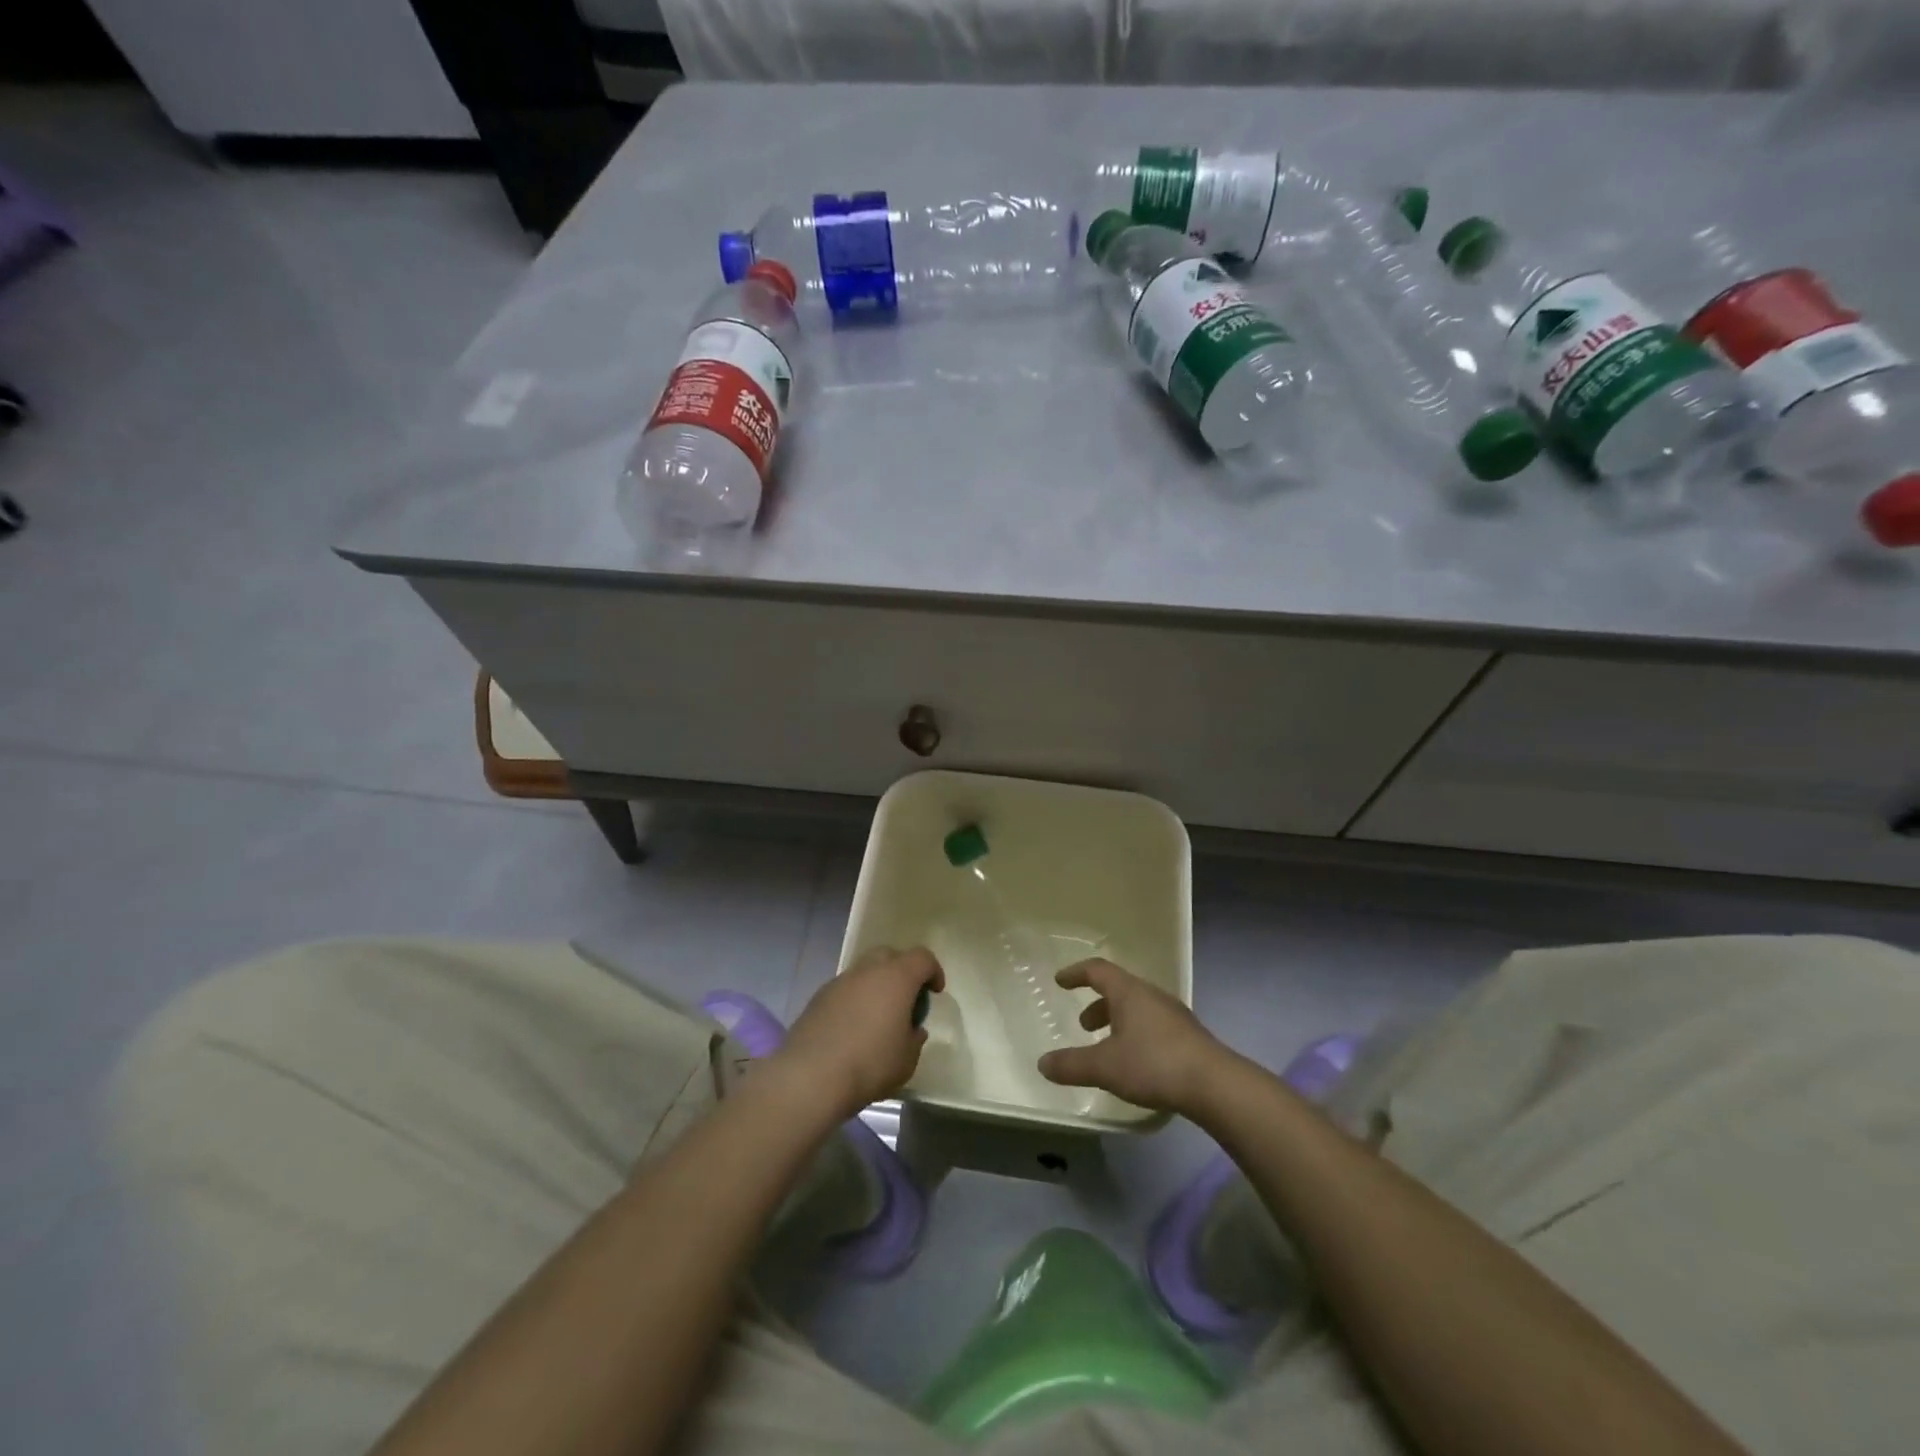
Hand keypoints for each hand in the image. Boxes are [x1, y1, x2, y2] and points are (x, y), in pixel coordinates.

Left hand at [775, 946, 944, 1118]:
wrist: (811, 1076)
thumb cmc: (870, 1064)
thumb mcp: (907, 1059)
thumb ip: (914, 1038)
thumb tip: (912, 1029)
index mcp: (896, 978)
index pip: (922, 957)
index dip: (933, 971)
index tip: (935, 992)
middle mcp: (868, 970)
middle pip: (890, 955)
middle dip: (902, 971)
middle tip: (906, 999)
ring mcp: (840, 981)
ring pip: (864, 970)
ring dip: (875, 985)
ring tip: (877, 1017)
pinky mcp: (818, 997)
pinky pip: (845, 989)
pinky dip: (854, 999)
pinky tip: (852, 1028)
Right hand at [1037, 959, 1229, 1114]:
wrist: (1215, 1084)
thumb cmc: (1154, 1064)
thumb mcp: (1105, 1067)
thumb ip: (1072, 1065)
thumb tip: (1042, 1063)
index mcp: (1129, 992)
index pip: (1097, 970)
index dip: (1076, 973)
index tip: (1060, 981)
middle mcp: (1151, 995)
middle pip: (1119, 989)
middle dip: (1097, 1004)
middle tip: (1083, 1025)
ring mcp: (1173, 1014)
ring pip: (1137, 1007)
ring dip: (1117, 1020)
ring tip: (1107, 1045)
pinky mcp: (1188, 1035)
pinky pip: (1152, 1023)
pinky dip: (1135, 1033)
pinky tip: (1135, 1060)